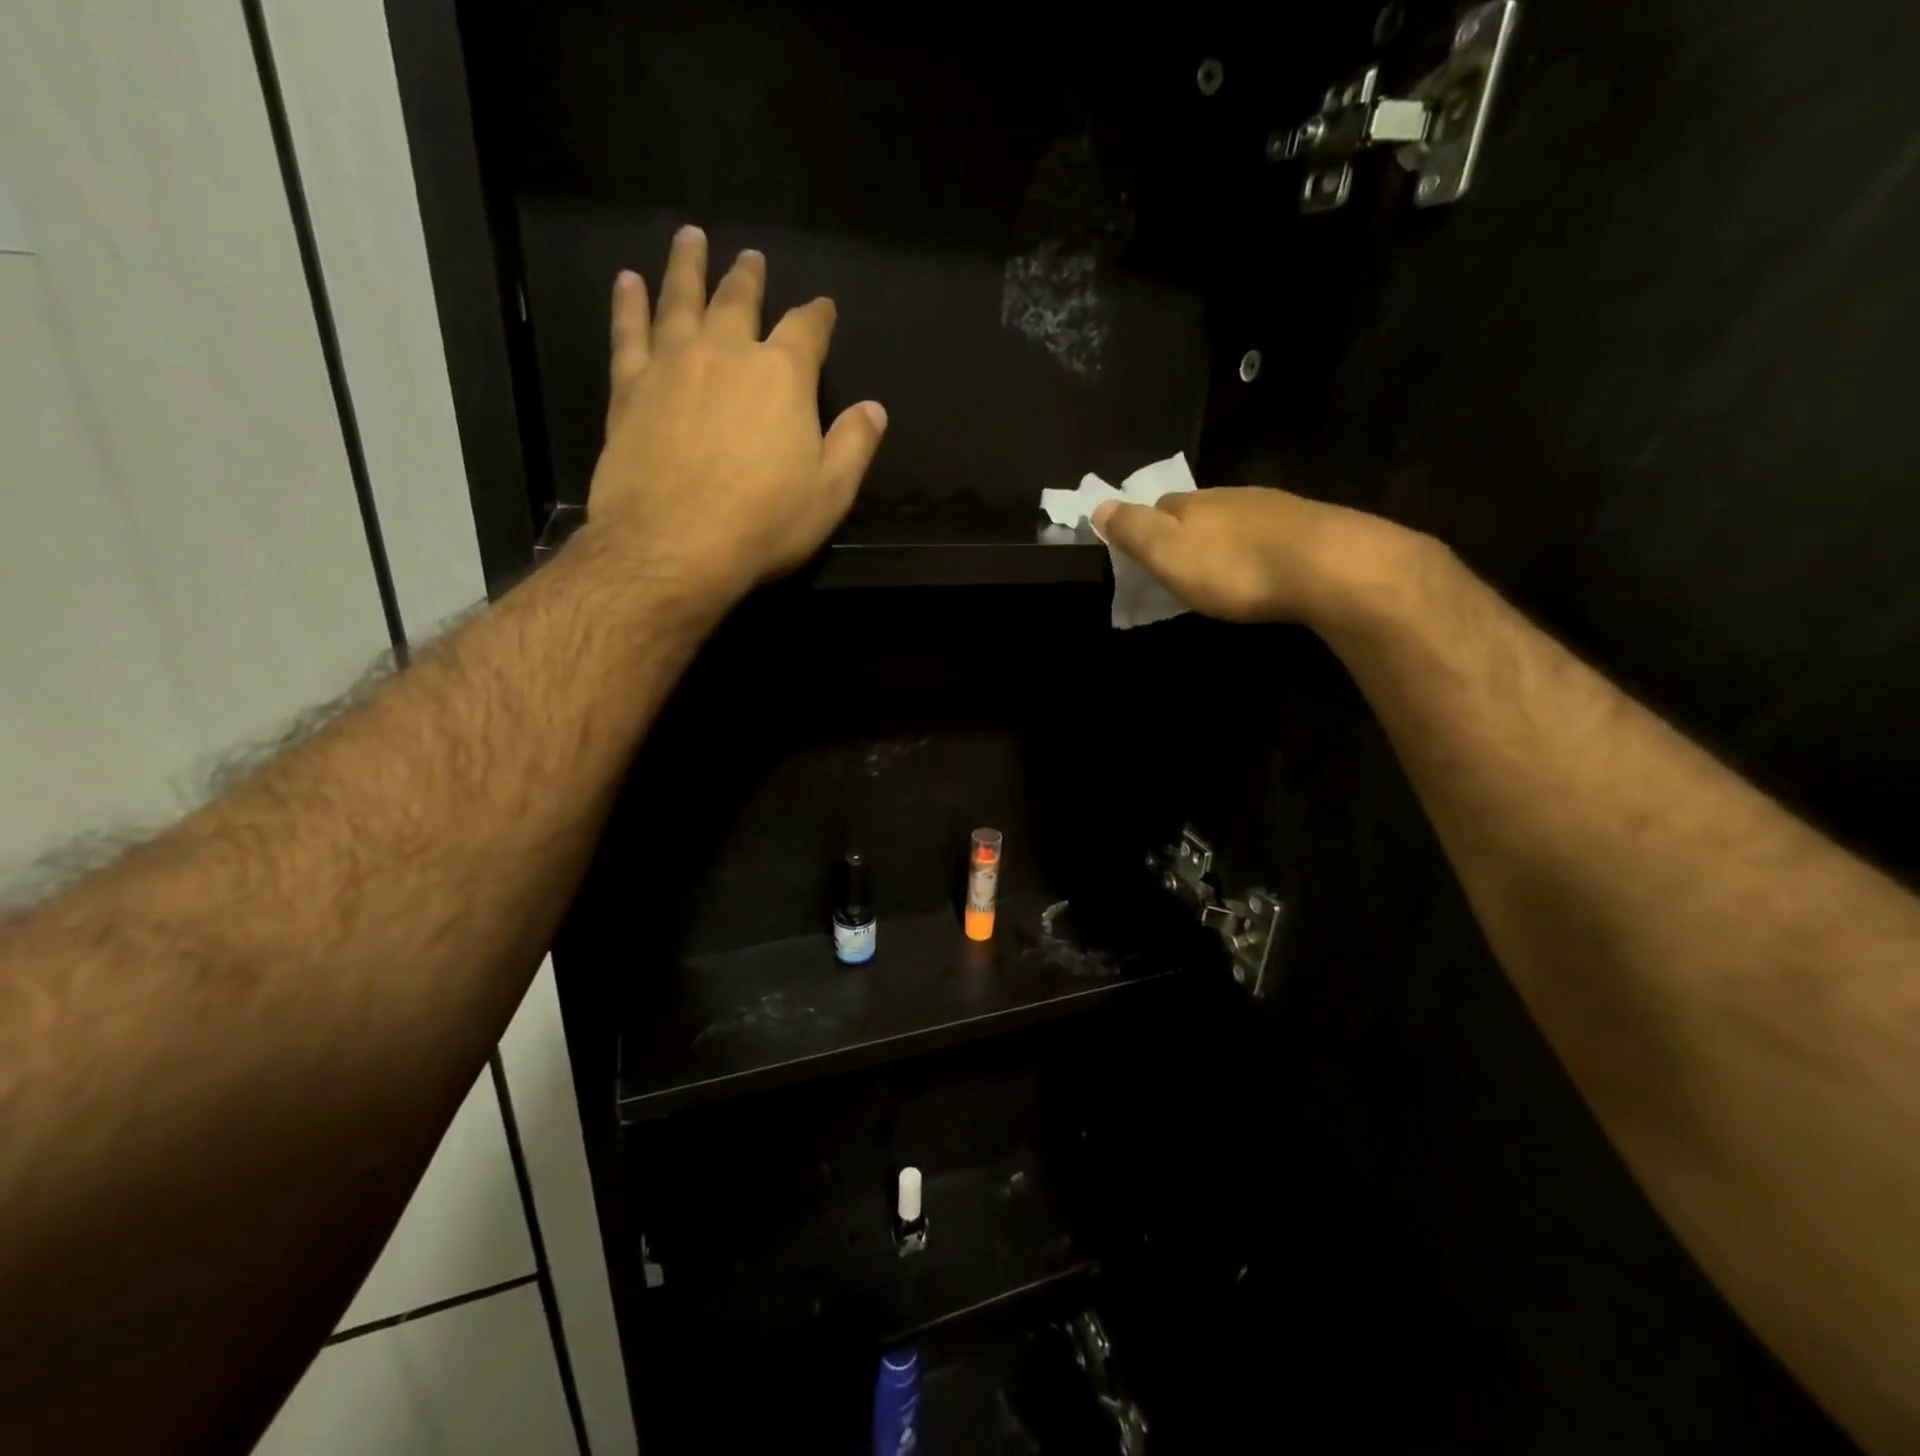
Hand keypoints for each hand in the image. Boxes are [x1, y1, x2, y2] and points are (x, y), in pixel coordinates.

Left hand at [583, 226, 886, 601]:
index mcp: (783, 375)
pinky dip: (629, 303)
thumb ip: (854, 444)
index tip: (823, 307)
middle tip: (751, 257)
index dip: (818, 315)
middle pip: (739, 300)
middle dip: (749, 277)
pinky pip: (628, 332)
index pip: (807, 330)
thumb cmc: (764, 522)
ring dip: (687, 266)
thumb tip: (874, 408)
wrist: (674, 545)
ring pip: (680, 299)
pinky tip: (628, 282)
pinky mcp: (629, 388)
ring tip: (690, 238)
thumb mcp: (830, 492)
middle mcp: (727, 352)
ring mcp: (672, 365)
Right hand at [1092, 486, 1424, 625]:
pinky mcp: (1308, 527)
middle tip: (1180, 565)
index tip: (1141, 552)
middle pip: (1198, 510)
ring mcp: (1273, 508)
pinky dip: (1256, 548)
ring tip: (1220, 569)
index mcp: (1192, 503)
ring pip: (1235, 520)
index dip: (1146, 526)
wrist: (1326, 566)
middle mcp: (1231, 496)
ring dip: (1223, 540)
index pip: (1158, 506)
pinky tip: (1261, 568)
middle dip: (1185, 532)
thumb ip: (1133, 530)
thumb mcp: (1168, 553)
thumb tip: (1099, 505)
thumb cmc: (1233, 567)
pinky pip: (1268, 534)